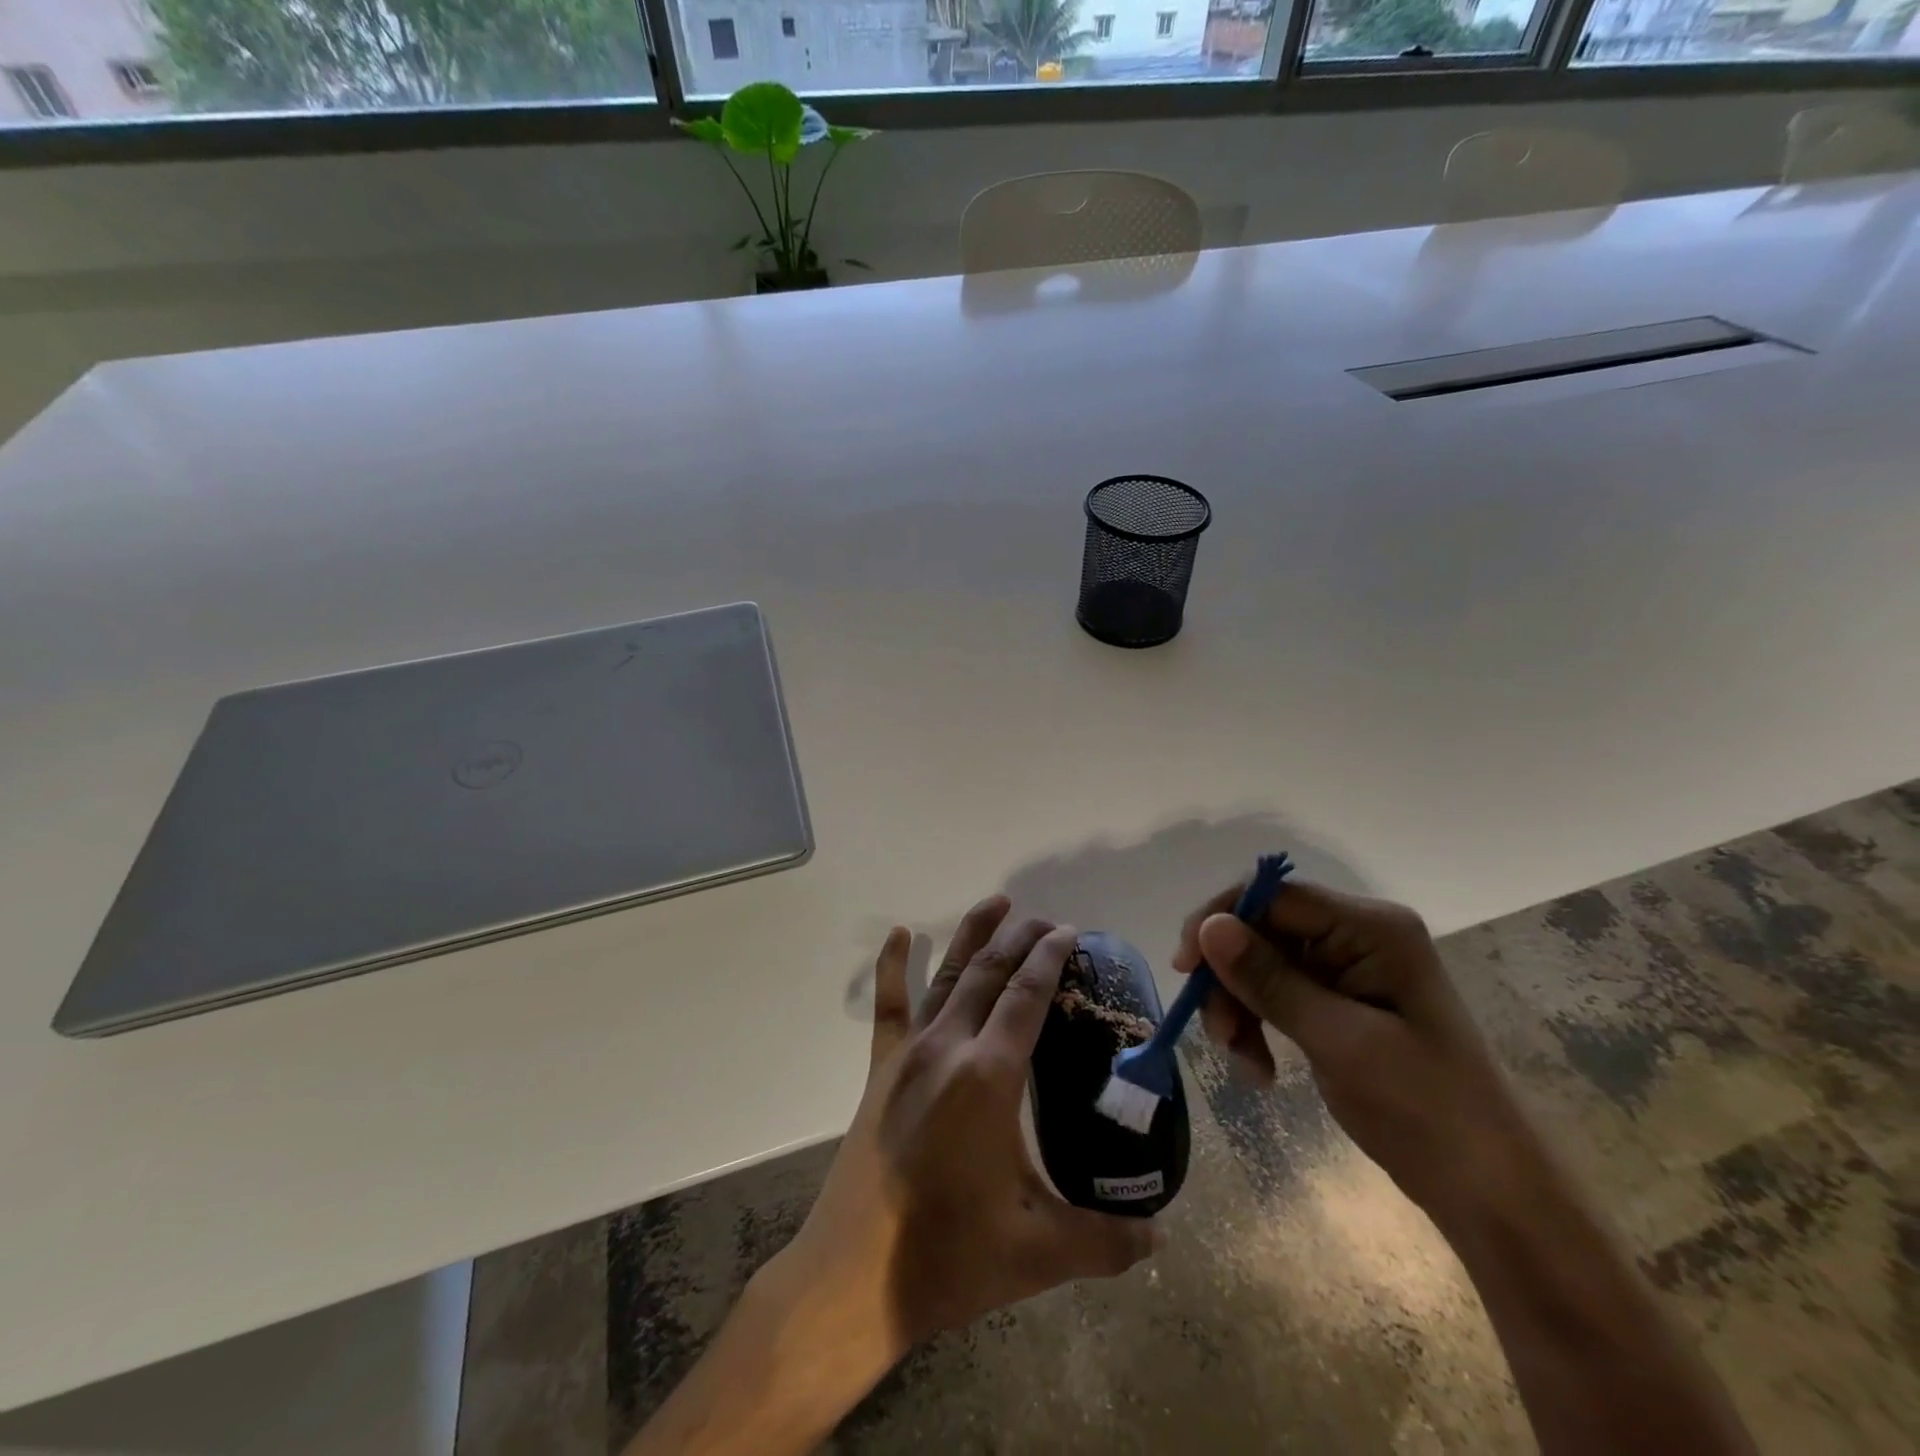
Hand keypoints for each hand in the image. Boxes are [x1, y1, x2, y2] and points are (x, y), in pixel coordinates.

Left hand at [778, 896, 1159, 1358]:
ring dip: (973, 935)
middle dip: (1021, 938)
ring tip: (997, 903)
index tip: (1069, 932)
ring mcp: (909, 1054)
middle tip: (1047, 920)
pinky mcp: (880, 1070)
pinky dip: (892, 965)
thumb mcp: (1039, 1252)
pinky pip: (888, 1006)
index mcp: (990, 1076)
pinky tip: (898, 933)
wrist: (852, 1279)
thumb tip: (1162, 1238)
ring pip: (946, 976)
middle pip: (989, 972)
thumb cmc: (949, 1257)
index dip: (1050, 958)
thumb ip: (1107, 1241)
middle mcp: (949, 1047)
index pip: (1027, 996)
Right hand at [1174, 879, 1538, 1227]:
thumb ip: (1271, 981)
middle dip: (1230, 979)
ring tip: (1241, 1060)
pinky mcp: (1337, 1000)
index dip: (1222, 920)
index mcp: (1372, 928)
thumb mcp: (1341, 1043)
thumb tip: (1209, 927)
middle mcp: (1357, 935)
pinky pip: (1275, 993)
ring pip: (1260, 963)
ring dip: (1239, 1007)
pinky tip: (1258, 1069)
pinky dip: (1256, 1025)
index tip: (1185, 966)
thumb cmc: (1427, 1111)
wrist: (1487, 1190)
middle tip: (1217, 1033)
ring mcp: (1347, 967)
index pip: (1275, 897)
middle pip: (1262, 931)